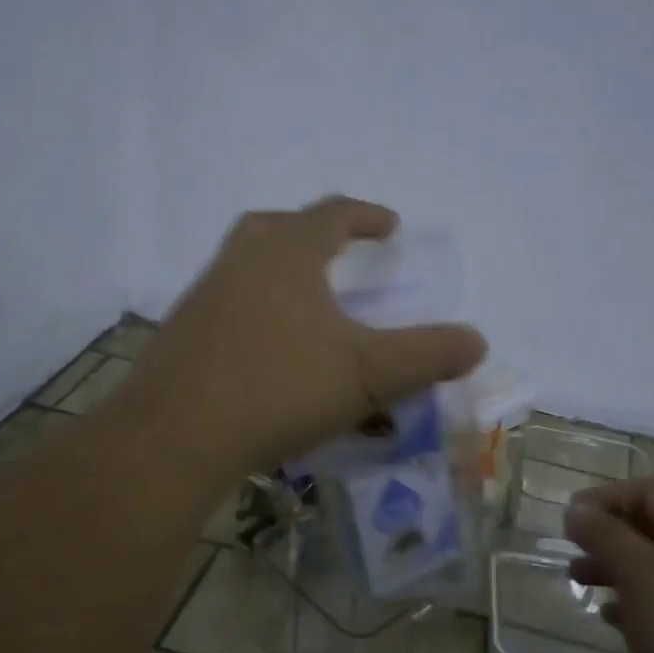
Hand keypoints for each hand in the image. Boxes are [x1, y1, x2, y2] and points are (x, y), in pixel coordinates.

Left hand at [120, 197, 487, 477]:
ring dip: (276, 273)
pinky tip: (266, 353)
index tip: (390, 226)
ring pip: (243, 266)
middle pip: (275, 227)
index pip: (330, 215)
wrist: (176, 438)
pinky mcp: (179, 338)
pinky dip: (251, 314)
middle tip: (336, 253)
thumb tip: (477, 341)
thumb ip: (425, 355)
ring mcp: (201, 300)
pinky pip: (223, 308)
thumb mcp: (367, 375)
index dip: (365, 215)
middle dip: (311, 232)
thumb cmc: (279, 390)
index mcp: (286, 257)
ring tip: (305, 307)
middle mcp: (238, 265)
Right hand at [565, 479, 653, 652]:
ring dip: (616, 570)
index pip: (648, 492)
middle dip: (607, 536)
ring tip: (581, 584)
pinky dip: (637, 603)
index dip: (605, 497)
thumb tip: (576, 508)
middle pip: (653, 528)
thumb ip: (605, 536)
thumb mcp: (640, 574)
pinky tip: (613, 620)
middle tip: (572, 552)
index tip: (569, 517)